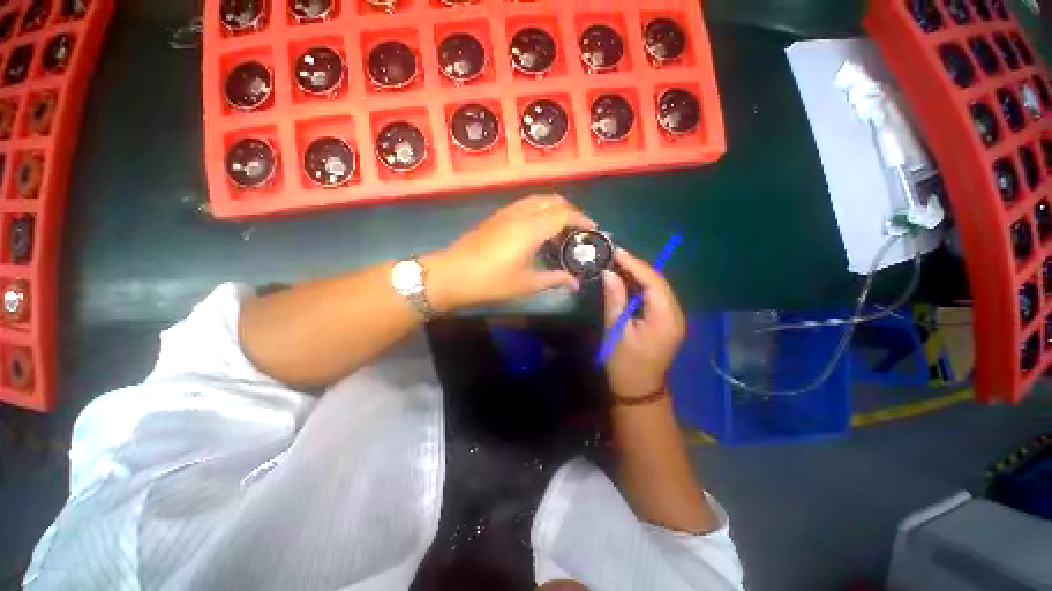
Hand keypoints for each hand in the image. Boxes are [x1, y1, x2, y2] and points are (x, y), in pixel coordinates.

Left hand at [426, 194, 594, 310]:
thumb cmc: (491, 282)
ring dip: (554, 208)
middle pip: (553, 201)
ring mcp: (507, 213)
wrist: (451, 274)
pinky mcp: (496, 216)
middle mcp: (521, 214)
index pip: (564, 215)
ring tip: (561, 228)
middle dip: (570, 211)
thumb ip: (554, 279)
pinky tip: (538, 228)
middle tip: (578, 229)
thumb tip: (575, 283)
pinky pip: (525, 204)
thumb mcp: (526, 284)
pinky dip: (539, 209)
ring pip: (538, 199)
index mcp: (531, 229)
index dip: (582, 220)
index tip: (592, 231)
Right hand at [601, 248, 685, 399]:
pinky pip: (656, 296)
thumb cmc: (624, 364)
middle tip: (615, 256)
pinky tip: (627, 280)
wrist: (639, 390)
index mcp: (665, 319)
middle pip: (659, 282)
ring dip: (639, 274)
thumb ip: (615, 300)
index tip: (616, 252)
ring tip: (618, 264)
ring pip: (658, 287)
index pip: (653, 282)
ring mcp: (673, 318)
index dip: (635, 265)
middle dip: (637, 266)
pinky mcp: (667, 320)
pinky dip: (641, 286)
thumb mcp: (616, 331)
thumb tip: (609, 273)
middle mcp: (675, 315)